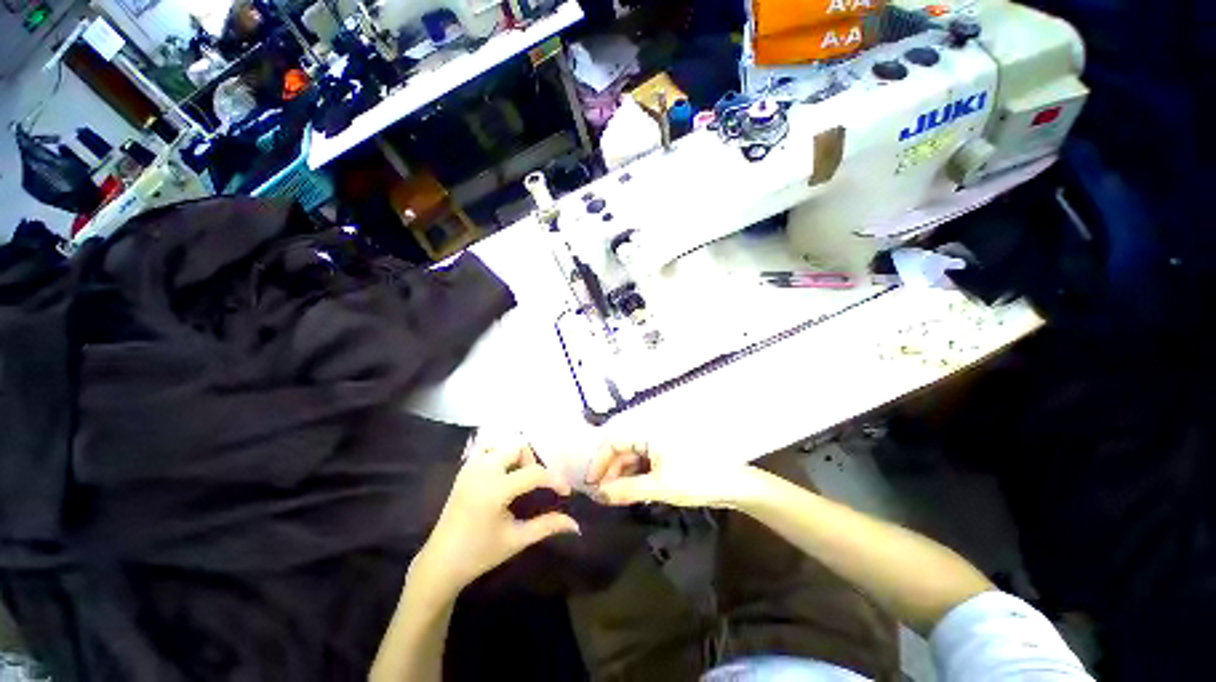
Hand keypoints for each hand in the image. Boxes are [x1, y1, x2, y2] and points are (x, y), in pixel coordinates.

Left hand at [413, 444, 579, 596]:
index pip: (535, 473)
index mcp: (495, 490)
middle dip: (534, 463)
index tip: (566, 492)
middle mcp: (483, 471)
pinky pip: (488, 450)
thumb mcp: (517, 540)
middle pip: (520, 448)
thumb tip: (576, 524)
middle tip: (538, 485)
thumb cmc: (480, 554)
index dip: (555, 480)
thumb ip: (547, 526)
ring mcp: (471, 467)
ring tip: (521, 480)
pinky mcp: (464, 469)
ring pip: (504, 445)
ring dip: (518, 458)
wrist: (440, 562)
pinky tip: (504, 476)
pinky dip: (501, 456)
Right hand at [585, 442, 765, 509]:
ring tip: (615, 498)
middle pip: (622, 450)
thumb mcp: (658, 486)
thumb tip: (599, 495)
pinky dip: (635, 478)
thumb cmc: (695, 479)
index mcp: (648, 435)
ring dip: (622, 476)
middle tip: (602, 496)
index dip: (599, 461)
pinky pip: (644, 465)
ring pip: (633, 459)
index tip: (591, 485)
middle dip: (610, 471)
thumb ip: (627, 489)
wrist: (733, 484)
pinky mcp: (669, 459)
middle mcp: (651, 437)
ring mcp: (660, 448)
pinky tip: (632, 493)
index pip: (614, 442)